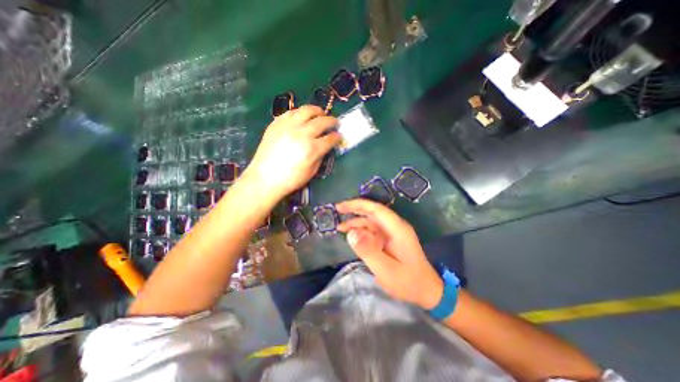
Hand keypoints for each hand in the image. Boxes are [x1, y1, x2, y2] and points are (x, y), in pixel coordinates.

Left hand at [242, 104, 338, 200]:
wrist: (265, 178)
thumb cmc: (291, 179)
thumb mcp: (312, 171)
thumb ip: (321, 156)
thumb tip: (325, 146)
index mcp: (312, 149)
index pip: (330, 138)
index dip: (337, 136)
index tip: (339, 136)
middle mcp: (302, 133)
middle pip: (322, 121)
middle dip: (332, 121)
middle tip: (335, 123)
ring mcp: (288, 126)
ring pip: (306, 110)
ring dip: (317, 111)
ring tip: (321, 114)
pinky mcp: (276, 124)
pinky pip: (291, 112)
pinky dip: (300, 113)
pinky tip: (303, 117)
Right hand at [336, 199, 444, 311]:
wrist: (426, 290)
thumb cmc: (408, 281)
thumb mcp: (386, 270)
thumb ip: (369, 250)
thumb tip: (351, 233)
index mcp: (397, 229)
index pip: (376, 209)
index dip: (357, 205)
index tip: (340, 207)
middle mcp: (395, 226)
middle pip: (372, 212)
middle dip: (354, 209)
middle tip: (337, 211)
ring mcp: (393, 232)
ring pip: (371, 221)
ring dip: (356, 222)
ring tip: (340, 228)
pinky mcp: (390, 239)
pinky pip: (373, 230)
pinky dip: (361, 231)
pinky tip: (352, 236)